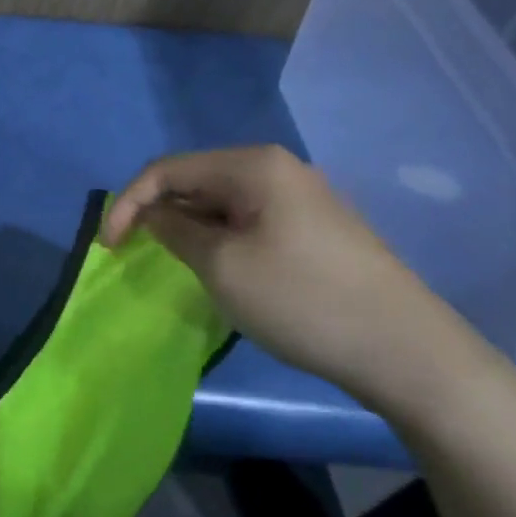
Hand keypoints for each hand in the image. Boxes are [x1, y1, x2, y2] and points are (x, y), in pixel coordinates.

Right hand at [103, 146, 491, 408]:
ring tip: (178, 263)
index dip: (129, 203)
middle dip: (160, 213)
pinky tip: (223, 268)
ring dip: (191, 227)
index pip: (167, 170)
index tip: (108, 246)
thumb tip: (154, 214)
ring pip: (222, 202)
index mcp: (253, 165)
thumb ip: (175, 230)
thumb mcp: (221, 265)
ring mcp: (302, 197)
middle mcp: (278, 169)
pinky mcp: (316, 227)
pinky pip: (250, 219)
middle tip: (138, 253)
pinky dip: (221, 238)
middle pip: (196, 180)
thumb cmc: (302, 300)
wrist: (407, 351)